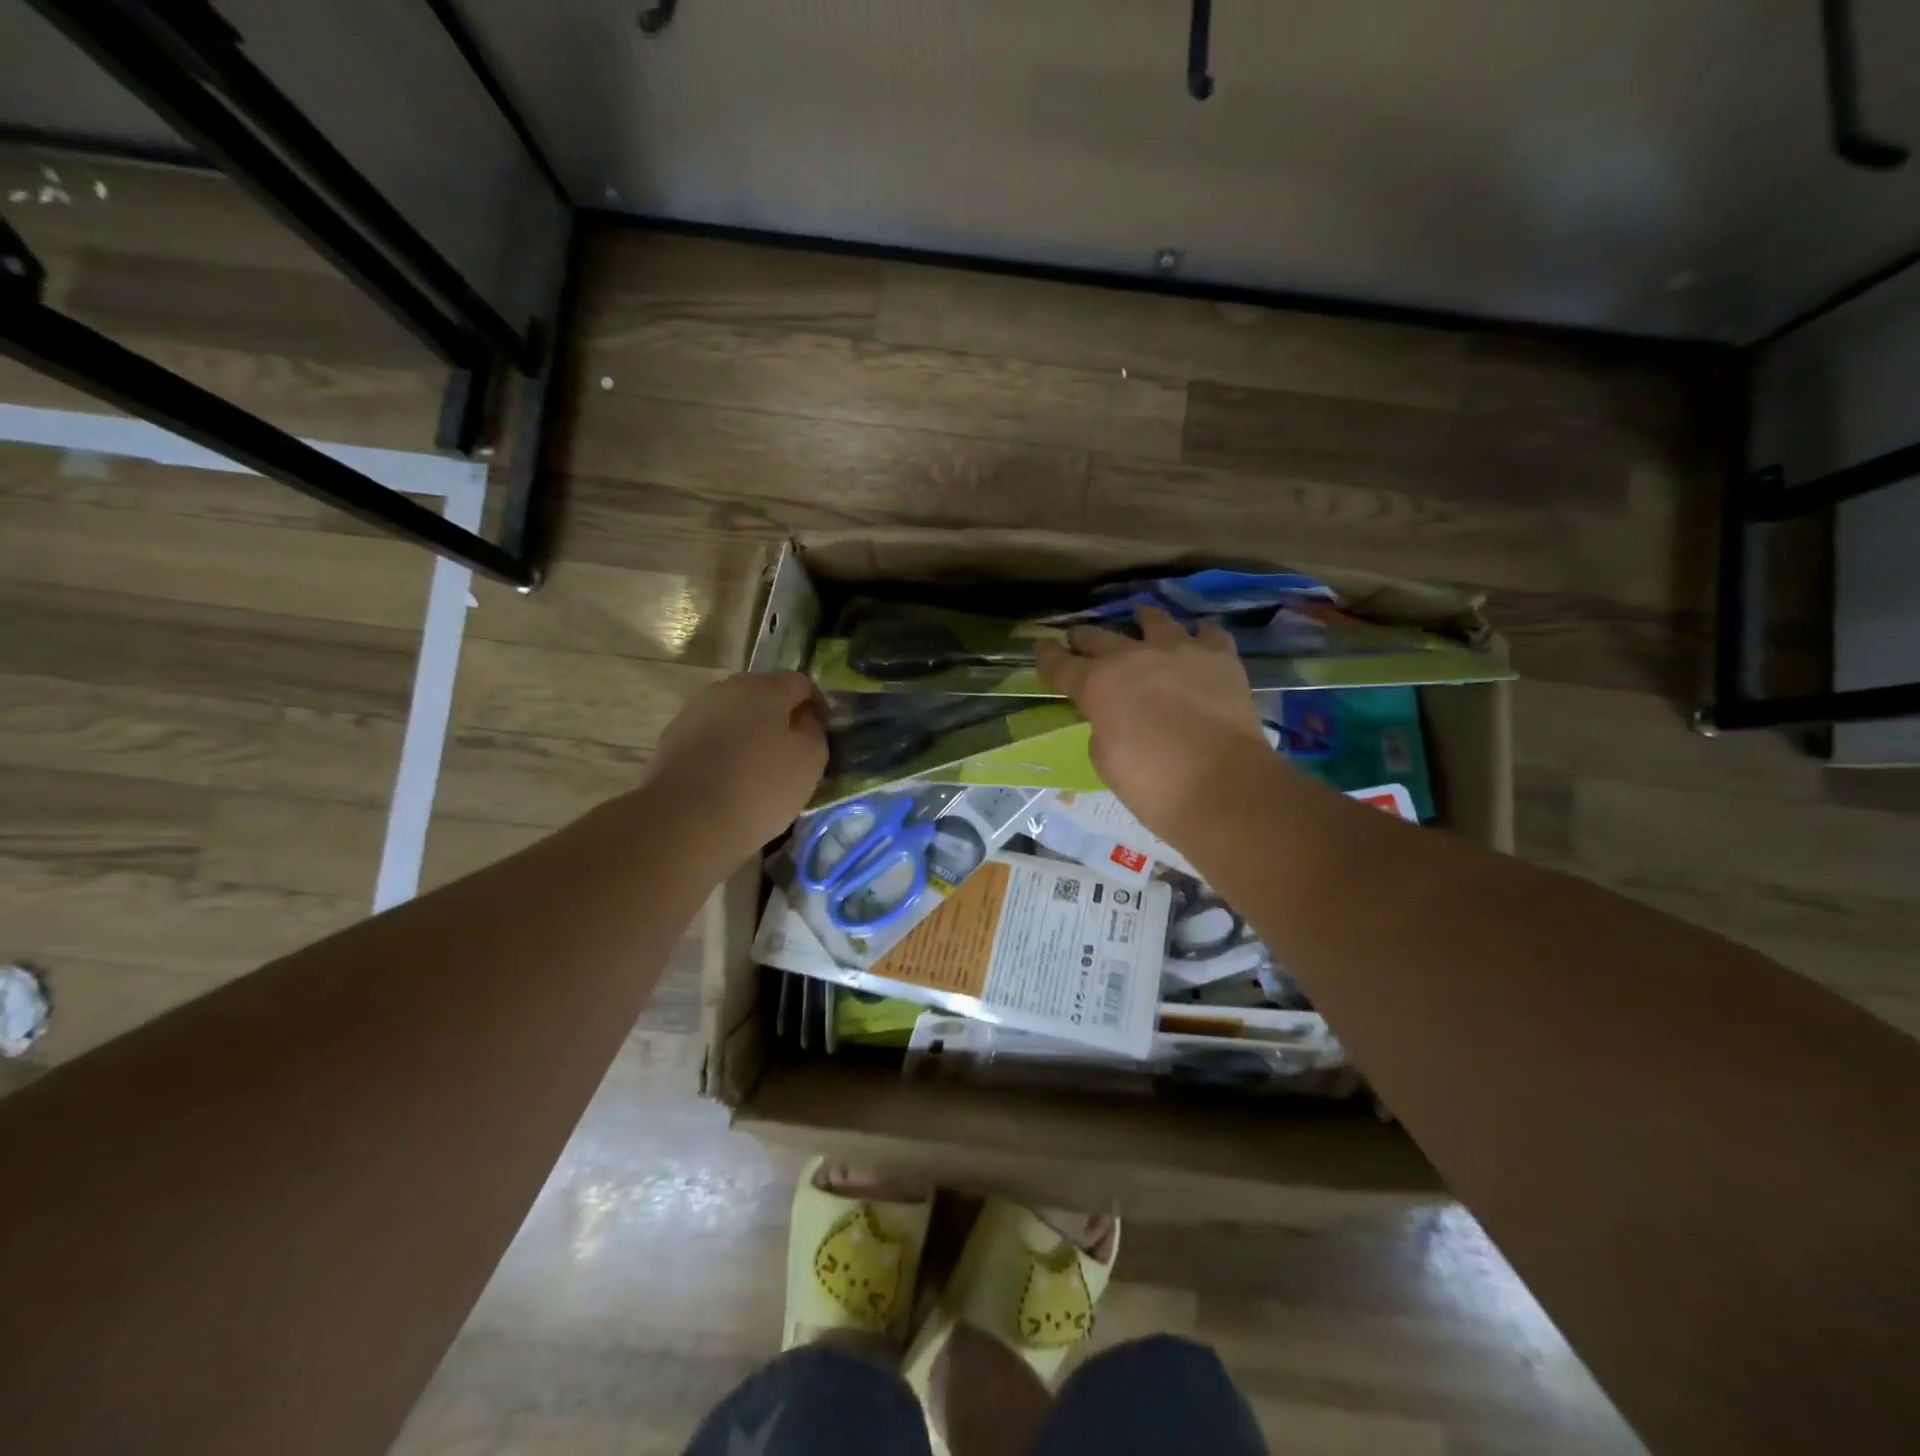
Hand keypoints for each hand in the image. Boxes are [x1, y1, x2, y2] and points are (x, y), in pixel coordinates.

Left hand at [645, 671, 827, 863]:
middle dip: (781, 719)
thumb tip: (803, 719)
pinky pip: (712, 738)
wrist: (686, 820)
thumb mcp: (810, 759)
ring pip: (735, 717)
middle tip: (794, 752)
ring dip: (751, 734)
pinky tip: (730, 781)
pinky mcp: (672, 740)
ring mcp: (695, 713)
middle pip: (764, 696)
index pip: (801, 684)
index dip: (817, 706)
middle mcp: (726, 689)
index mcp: (764, 687)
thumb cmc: (760, 786)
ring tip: (760, 769)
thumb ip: (814, 730)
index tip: (824, 734)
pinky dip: (726, 752)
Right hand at [1035, 606, 1269, 844]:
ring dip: (1141, 619)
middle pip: (1099, 637)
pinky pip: (1208, 634)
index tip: (1041, 648)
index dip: (1047, 656)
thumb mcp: (1105, 760)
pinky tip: (1198, 642)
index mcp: (1097, 685)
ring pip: (1155, 620)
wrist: (1221, 784)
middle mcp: (1132, 657)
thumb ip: (1102, 730)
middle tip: (1079, 639)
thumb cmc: (1152, 783)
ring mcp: (1179, 651)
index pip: (1060, 665)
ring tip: (1140, 618)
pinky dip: (1198, 637)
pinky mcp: (1220, 657)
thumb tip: (1113, 718)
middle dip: (1084, 638)